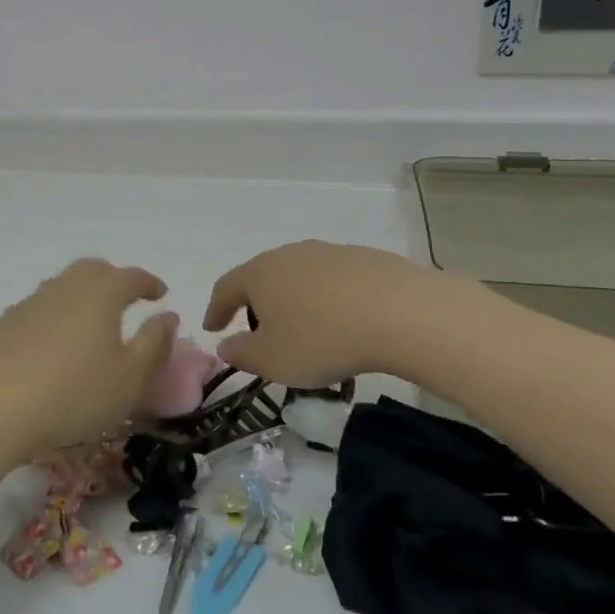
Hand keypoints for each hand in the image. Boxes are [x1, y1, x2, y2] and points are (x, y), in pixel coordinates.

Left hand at [0, 259, 178, 461]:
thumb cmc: (73, 394)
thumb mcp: (129, 379)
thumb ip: (154, 344)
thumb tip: (168, 316)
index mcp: (101, 293)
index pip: (132, 276)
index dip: (149, 283)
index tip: (161, 294)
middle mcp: (65, 287)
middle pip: (93, 270)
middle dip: (114, 280)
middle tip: (126, 301)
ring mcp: (30, 302)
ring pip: (63, 286)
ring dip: (83, 296)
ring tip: (92, 323)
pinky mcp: (4, 323)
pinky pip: (40, 308)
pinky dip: (56, 316)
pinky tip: (54, 344)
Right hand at [203, 240, 492, 387]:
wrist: (401, 313)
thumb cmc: (321, 339)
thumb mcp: (272, 360)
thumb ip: (241, 354)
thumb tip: (225, 344)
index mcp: (259, 274)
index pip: (226, 287)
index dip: (216, 309)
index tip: (212, 328)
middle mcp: (289, 254)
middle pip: (263, 277)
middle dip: (257, 304)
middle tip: (260, 331)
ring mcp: (329, 253)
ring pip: (300, 277)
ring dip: (296, 301)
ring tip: (306, 329)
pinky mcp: (366, 259)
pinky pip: (335, 281)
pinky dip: (329, 300)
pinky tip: (344, 322)